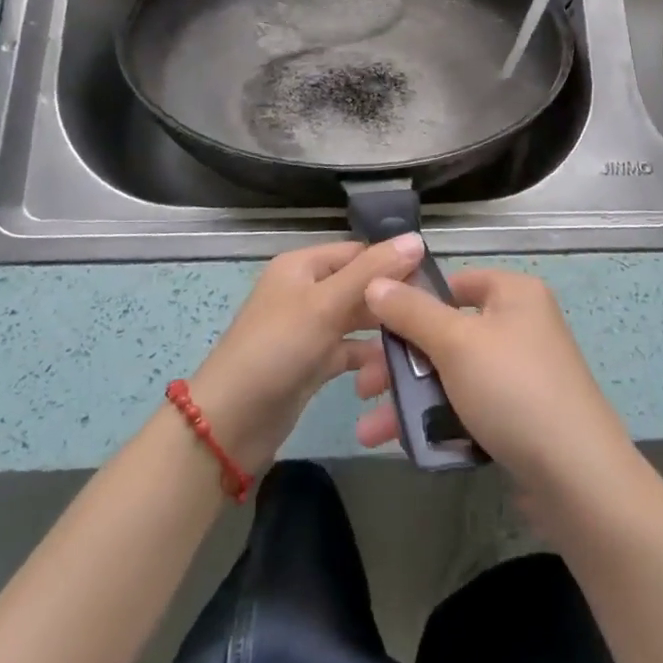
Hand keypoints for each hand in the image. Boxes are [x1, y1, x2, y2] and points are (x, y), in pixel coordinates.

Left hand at [187, 234, 425, 470]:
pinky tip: (395, 366)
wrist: (229, 423)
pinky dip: (368, 356)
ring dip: (383, 328)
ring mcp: (308, 328)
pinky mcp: (312, 362)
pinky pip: (348, 350)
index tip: (433, 282)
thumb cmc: (277, 349)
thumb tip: (417, 239)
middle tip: (432, 316)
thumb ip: (371, 272)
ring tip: (422, 340)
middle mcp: (306, 291)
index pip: (358, 252)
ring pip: (356, 319)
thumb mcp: (325, 304)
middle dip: (391, 298)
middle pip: (359, 285)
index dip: (393, 262)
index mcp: (303, 265)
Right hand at [353, 269, 637, 501]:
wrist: (578, 478)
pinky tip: (403, 443)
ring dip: (410, 398)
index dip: (413, 299)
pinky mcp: (520, 417)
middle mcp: (520, 326)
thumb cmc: (514, 389)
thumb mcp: (455, 342)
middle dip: (400, 361)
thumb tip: (376, 281)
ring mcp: (521, 374)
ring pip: (452, 375)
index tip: (373, 324)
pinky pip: (468, 407)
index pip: (454, 282)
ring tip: (369, 429)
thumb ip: (411, 311)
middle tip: (362, 385)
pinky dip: (437, 420)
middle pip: (447, 332)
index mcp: (514, 294)